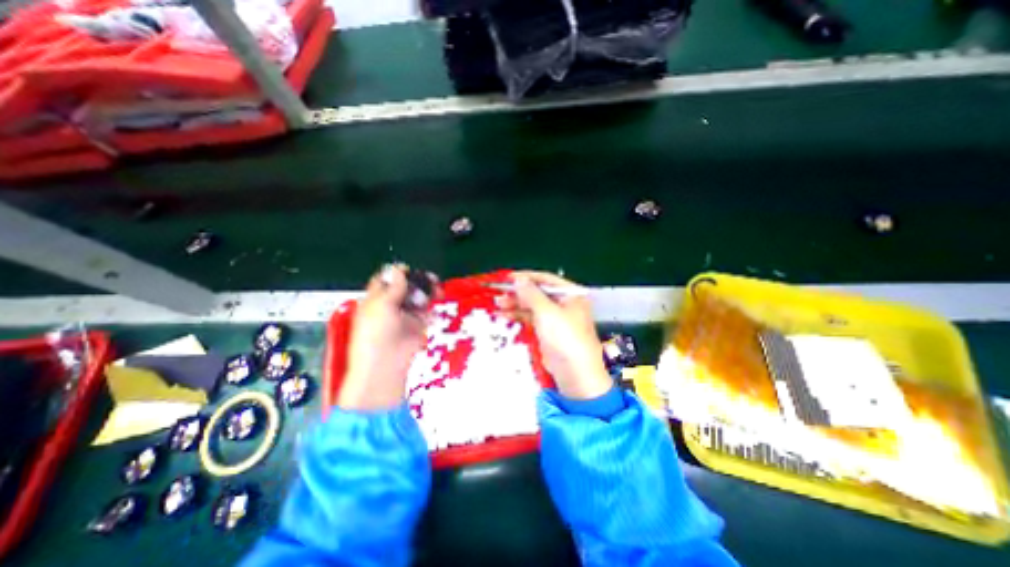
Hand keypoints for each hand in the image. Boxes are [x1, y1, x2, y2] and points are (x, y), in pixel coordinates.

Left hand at [342, 266, 425, 411]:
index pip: (387, 280)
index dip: (398, 274)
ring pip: (419, 298)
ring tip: (437, 289)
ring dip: (428, 292)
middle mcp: (390, 306)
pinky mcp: (418, 326)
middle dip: (418, 281)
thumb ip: (393, 287)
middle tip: (429, 278)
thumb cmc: (375, 335)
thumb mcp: (381, 306)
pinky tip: (436, 302)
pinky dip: (432, 307)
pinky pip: (427, 311)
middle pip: (406, 287)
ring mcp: (405, 316)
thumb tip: (397, 269)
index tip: (410, 270)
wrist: (387, 364)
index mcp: (375, 300)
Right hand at [510, 273, 611, 401]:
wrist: (575, 374)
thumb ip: (531, 294)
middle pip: (538, 292)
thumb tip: (519, 279)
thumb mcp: (547, 312)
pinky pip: (532, 319)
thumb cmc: (565, 338)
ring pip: (533, 306)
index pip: (546, 279)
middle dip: (519, 292)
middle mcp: (564, 303)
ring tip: (498, 304)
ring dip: (516, 304)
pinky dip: (519, 316)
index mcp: (571, 294)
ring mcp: (556, 318)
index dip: (526, 277)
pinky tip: (505, 315)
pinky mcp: (548, 332)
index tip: (507, 277)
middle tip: (499, 293)